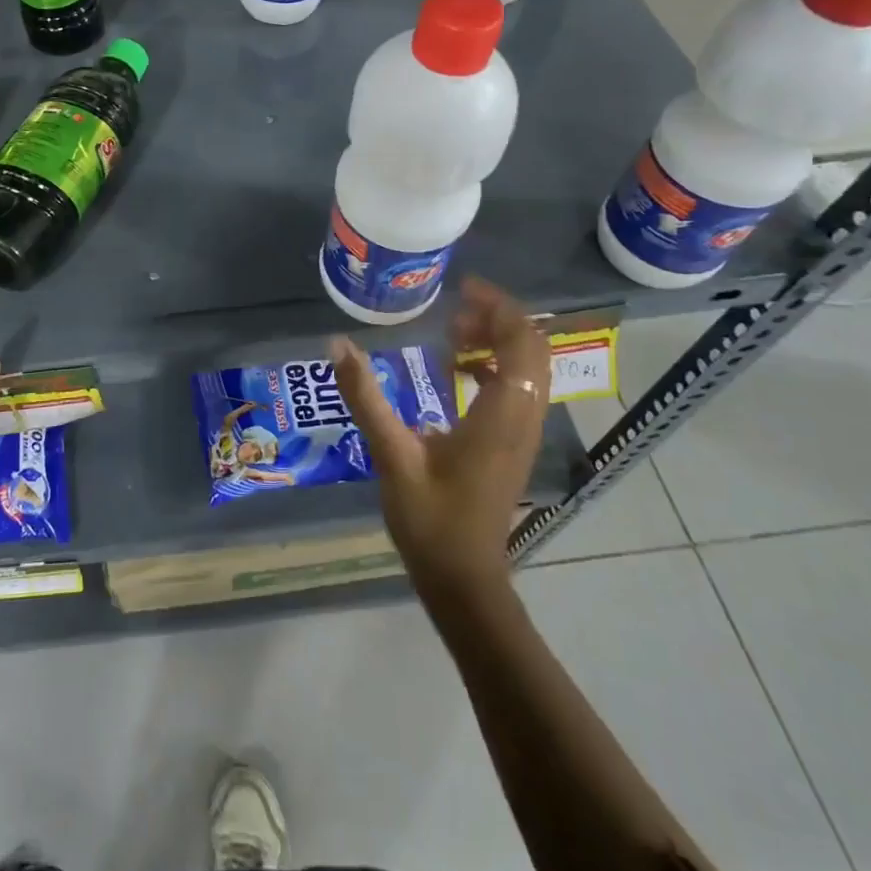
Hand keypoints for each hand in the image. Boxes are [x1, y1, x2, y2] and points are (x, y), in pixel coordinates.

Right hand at [331, 276, 550, 599]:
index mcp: (501, 415)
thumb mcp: (392, 455)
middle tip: (453, 310)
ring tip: (453, 334)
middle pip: (532, 350)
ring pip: (529, 369)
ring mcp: (522, 434)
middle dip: (498, 319)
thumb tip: (339, 344)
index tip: (462, 289)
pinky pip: (518, 389)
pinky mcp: (513, 446)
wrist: (464, 580)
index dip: (498, 307)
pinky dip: (495, 367)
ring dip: (498, 342)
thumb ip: (366, 397)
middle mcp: (523, 418)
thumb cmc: (431, 520)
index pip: (522, 343)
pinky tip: (458, 372)